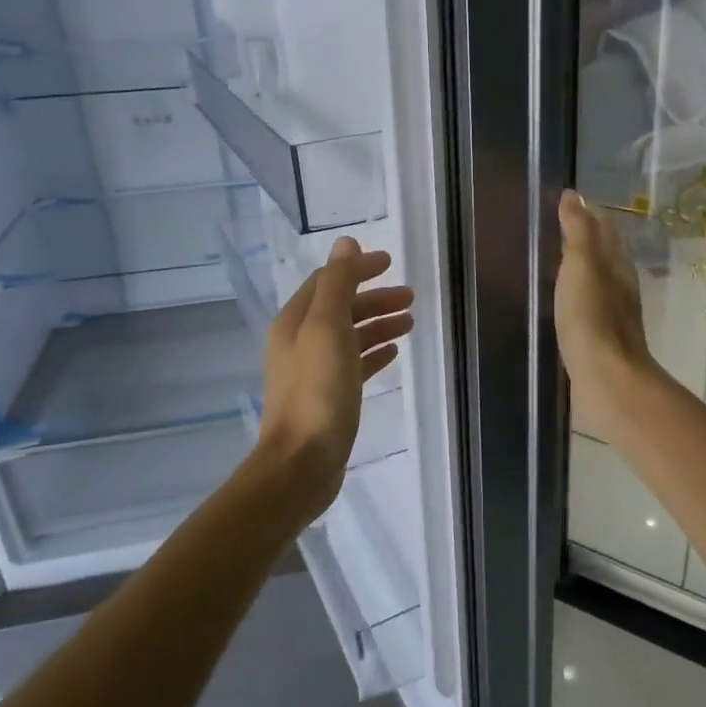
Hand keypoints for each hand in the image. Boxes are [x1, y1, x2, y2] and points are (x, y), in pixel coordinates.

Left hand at [257, 236, 413, 513]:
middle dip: (374, 299)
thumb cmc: (317, 392)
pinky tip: (394, 354)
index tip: (391, 265)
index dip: (358, 269)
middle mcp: (300, 342)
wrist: (302, 463)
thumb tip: (346, 243)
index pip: (328, 282)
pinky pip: (354, 365)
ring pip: (350, 337)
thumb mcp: (328, 329)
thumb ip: (338, 284)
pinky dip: (373, 353)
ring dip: (378, 324)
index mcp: (295, 322)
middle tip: (410, 298)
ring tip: (410, 323)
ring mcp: (313, 372)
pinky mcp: (328, 398)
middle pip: (341, 309)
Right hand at [555, 190, 661, 437]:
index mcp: (618, 266)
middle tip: (556, 229)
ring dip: (582, 270)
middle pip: (606, 256)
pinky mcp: (601, 341)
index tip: (567, 204)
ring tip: (556, 262)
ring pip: (598, 282)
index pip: (606, 231)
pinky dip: (576, 297)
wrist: (606, 380)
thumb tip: (574, 195)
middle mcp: (621, 288)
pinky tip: (563, 303)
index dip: (590, 215)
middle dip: (586, 240)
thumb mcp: (582, 266)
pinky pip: (588, 308)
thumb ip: (578, 231)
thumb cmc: (593, 318)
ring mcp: (613, 316)